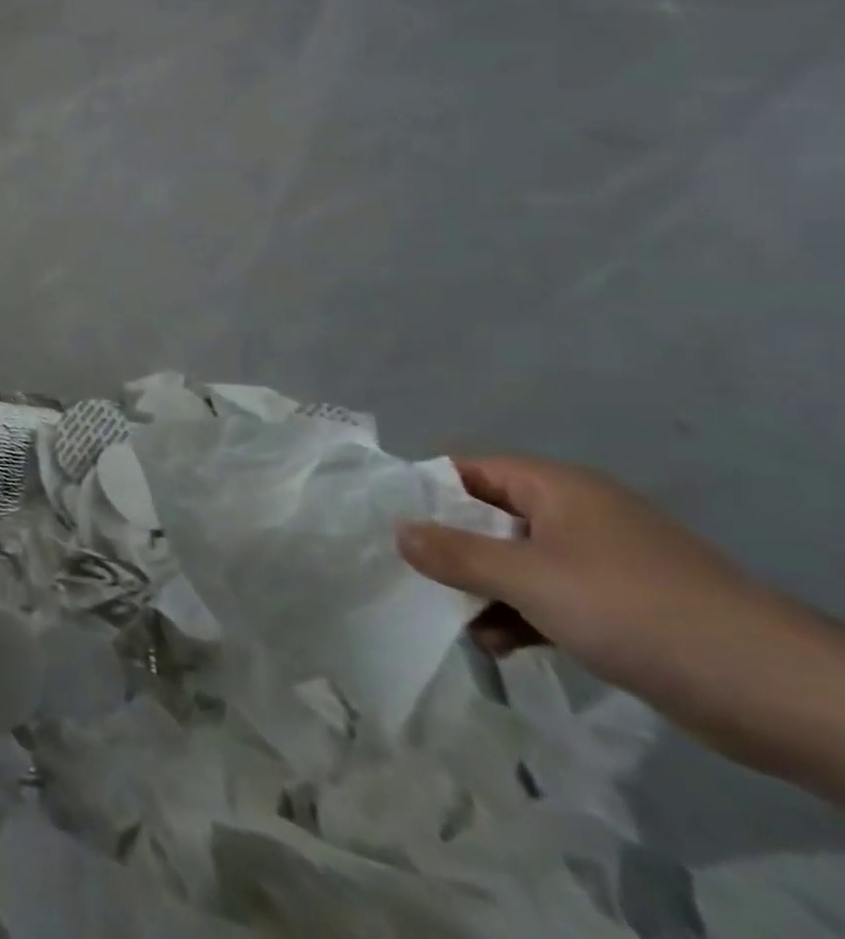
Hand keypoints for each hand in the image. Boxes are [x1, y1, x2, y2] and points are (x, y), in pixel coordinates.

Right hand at [395, 452, 844, 790]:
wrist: (778, 694)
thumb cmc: (637, 611)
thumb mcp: (530, 579)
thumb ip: (456, 553)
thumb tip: (397, 531)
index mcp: (555, 487)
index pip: (467, 470)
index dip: (424, 491)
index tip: (386, 522)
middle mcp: (575, 513)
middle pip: (487, 516)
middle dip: (449, 547)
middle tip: (407, 575)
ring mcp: (601, 561)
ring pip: (516, 561)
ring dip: (482, 588)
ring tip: (452, 622)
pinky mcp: (621, 605)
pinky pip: (549, 596)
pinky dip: (519, 614)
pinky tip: (496, 645)